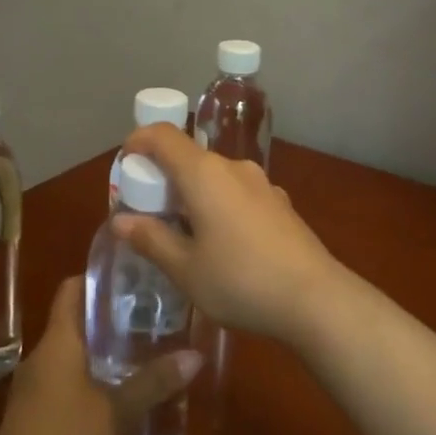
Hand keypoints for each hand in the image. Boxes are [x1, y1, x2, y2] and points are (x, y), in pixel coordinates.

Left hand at [0, 277, 200, 434]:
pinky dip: (86, 380)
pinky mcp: (29, 421)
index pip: (71, 290)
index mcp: (57, 344)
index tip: (130, 275)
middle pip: (71, 322)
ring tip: (138, 354)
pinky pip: (60, 384)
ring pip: (67, 356)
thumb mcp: (119, 413)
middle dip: (106, 318)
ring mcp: (30, 391)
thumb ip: (155, 382)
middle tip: (147, 315)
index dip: (97, 278)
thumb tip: (195, 354)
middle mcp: (39, 359)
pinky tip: (113, 397)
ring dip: (97, 352)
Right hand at [115, 123, 344, 345]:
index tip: (125, 166)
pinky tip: (223, 245)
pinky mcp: (280, 203)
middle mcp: (234, 168)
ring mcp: (262, 184)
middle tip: (148, 215)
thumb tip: (120, 220)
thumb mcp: (185, 268)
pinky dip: (219, 206)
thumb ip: (151, 239)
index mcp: (204, 174)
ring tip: (184, 235)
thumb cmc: (240, 280)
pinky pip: (237, 193)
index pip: (163, 136)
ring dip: (192, 195)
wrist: (315, 299)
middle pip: (189, 157)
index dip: (138, 142)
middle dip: (163, 178)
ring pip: (215, 177)